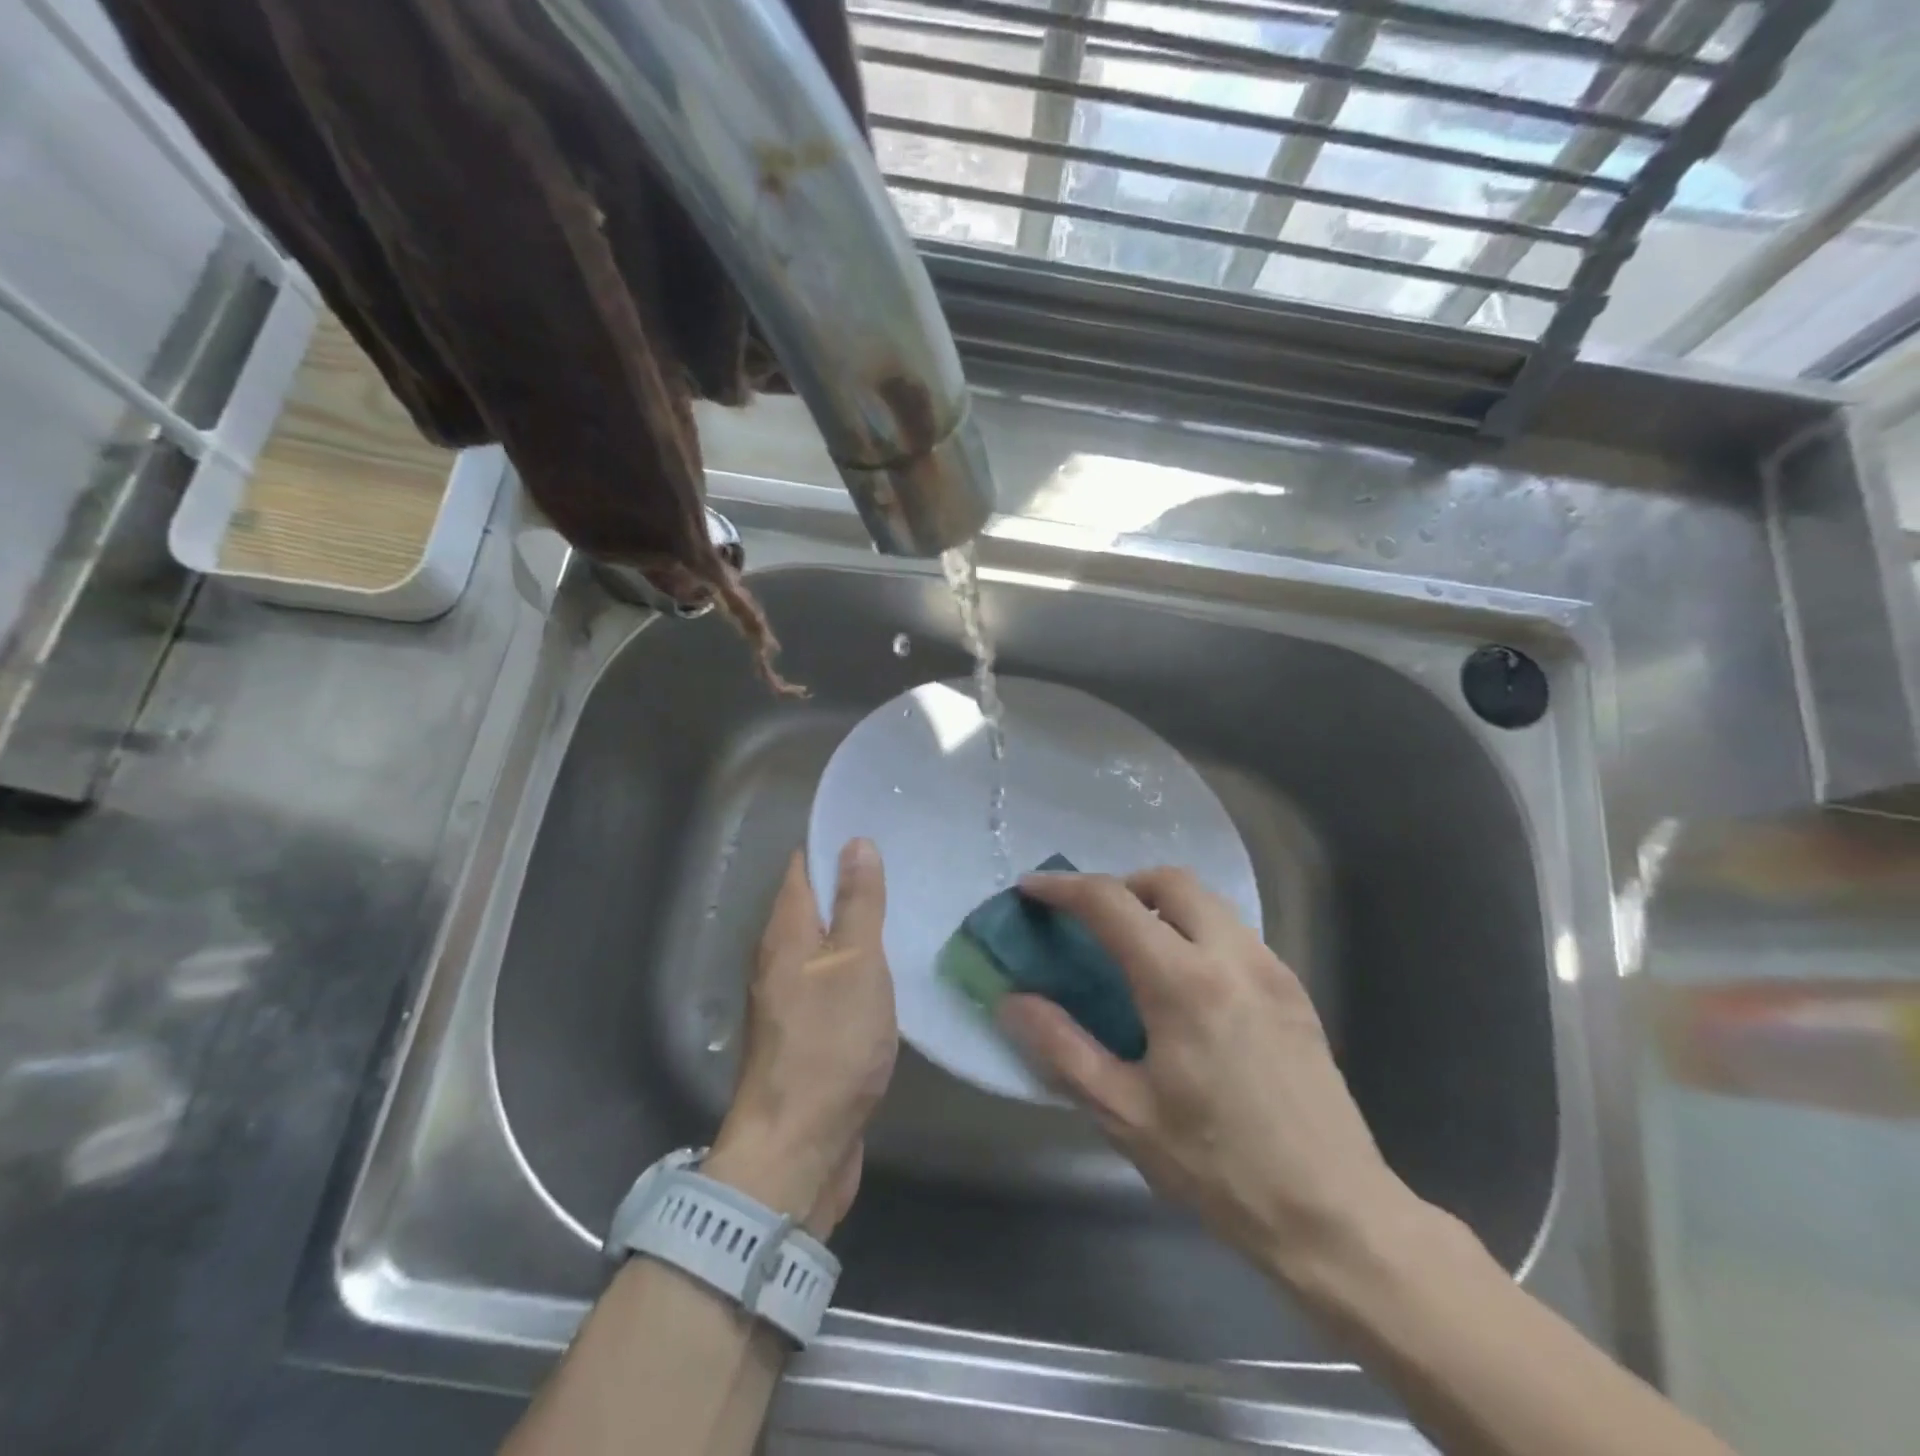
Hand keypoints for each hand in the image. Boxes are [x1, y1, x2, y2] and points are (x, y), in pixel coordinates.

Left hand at [707, 840, 896, 1237]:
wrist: (797, 1147)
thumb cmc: (829, 1044)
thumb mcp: (854, 963)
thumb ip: (856, 904)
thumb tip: (855, 842)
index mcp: (784, 933)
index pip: (802, 867)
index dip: (833, 843)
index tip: (877, 828)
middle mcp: (778, 958)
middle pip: (812, 904)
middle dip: (851, 883)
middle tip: (906, 866)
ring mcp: (790, 998)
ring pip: (824, 944)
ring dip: (857, 927)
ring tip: (908, 909)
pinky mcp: (806, 1032)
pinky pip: (832, 981)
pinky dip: (858, 966)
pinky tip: (892, 970)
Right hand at [1001, 868, 1420, 1285]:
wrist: (1336, 1216)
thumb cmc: (1219, 1169)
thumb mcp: (1124, 1114)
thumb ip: (1061, 1047)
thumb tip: (1012, 1001)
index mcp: (1183, 982)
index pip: (1112, 903)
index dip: (1063, 888)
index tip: (1031, 888)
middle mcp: (1231, 956)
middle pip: (1168, 880)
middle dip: (1120, 885)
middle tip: (1091, 921)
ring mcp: (1271, 968)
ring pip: (1208, 901)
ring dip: (1161, 905)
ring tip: (1134, 949)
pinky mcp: (1295, 990)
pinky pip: (1234, 932)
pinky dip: (1197, 930)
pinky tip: (1186, 985)